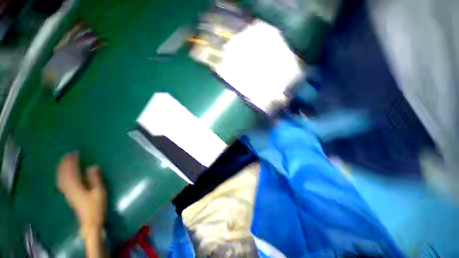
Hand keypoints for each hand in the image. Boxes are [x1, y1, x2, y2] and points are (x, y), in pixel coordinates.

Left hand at [57, 152, 105, 231]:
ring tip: (65, 161)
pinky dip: (61, 175)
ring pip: (60, 178)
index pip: (71, 171)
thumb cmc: (96, 206)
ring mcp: (67, 192)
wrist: (89, 221)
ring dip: (62, 168)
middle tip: (69, 154)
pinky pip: (61, 182)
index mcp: (76, 187)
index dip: (72, 162)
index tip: (75, 153)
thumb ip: (95, 179)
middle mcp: (68, 188)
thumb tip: (92, 166)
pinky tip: (63, 173)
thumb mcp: (99, 192)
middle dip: (65, 163)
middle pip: (63, 174)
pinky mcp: (68, 195)